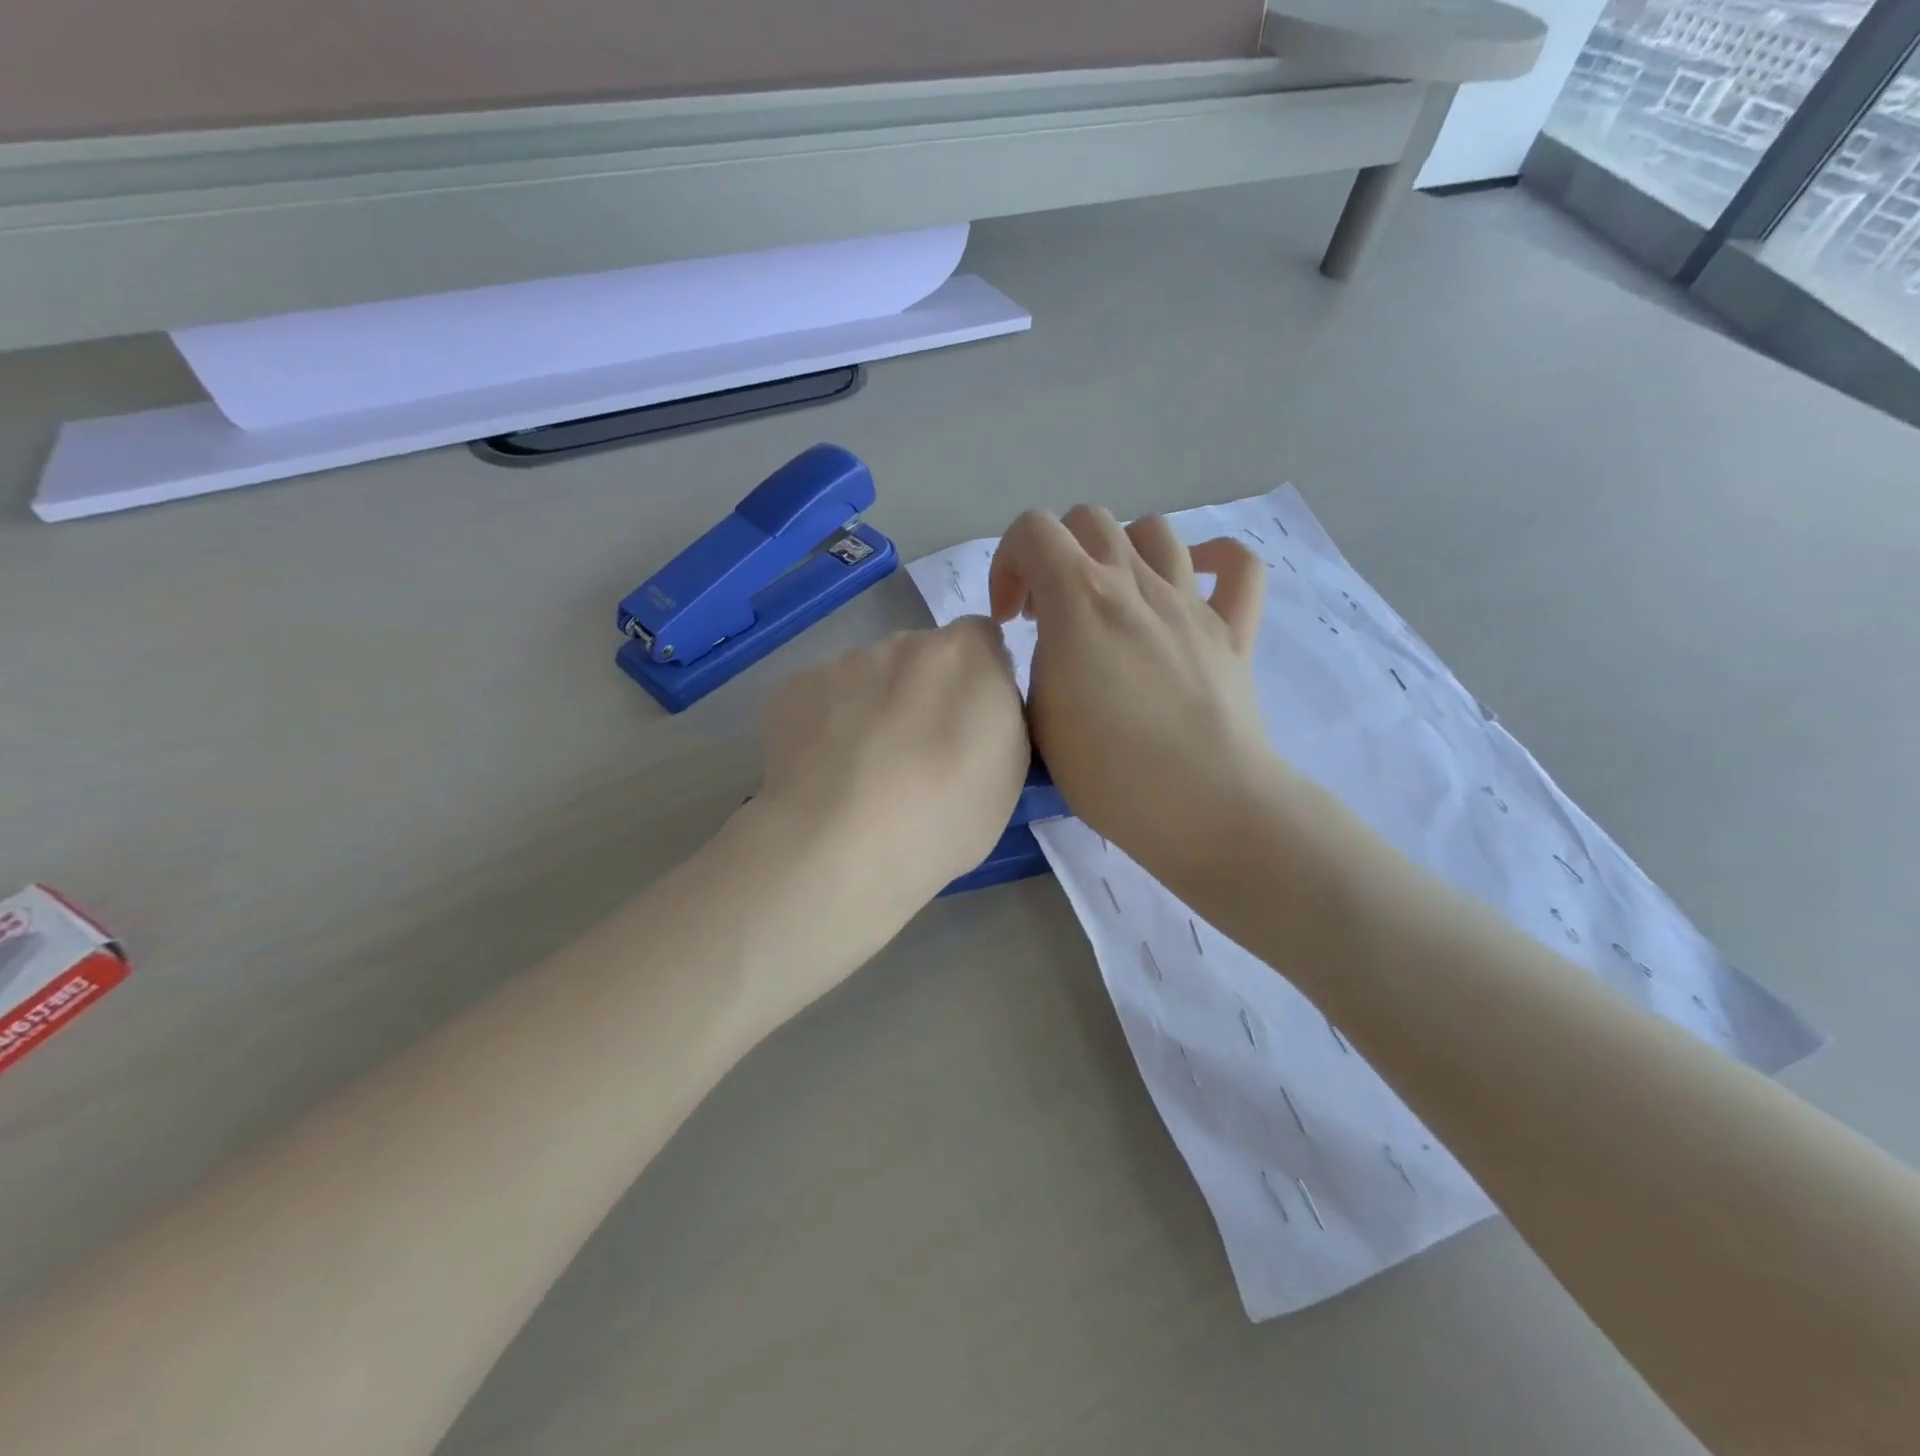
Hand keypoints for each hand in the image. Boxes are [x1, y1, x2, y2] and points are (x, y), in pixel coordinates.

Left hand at [757, 618, 1029, 923]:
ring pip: (869, 675)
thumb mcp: (1010, 771)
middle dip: (925, 690)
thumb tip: (976, 702)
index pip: (981, 638)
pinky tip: (825, 770)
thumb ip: (1000, 715)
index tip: (972, 722)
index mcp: (966, 655)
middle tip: (917, 753)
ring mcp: (844, 662)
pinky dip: (828, 721)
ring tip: (863, 770)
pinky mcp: (794, 687)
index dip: (980, 677)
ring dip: (874, 705)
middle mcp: (904, 642)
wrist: (841, 847)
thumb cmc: (945, 816)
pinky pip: (824, 695)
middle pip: (923, 655)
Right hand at [989, 505, 1279, 890]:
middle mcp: (1135, 583)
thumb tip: (1054, 646)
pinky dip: (1213, 560)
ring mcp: (1190, 602)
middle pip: (1089, 520)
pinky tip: (1193, 581)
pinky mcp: (1233, 630)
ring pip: (1154, 531)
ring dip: (1120, 554)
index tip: (1011, 620)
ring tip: (1112, 603)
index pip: (1032, 529)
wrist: (1201, 805)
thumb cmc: (1107, 772)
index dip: (1007, 563)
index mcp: (1079, 598)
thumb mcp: (1037, 718)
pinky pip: (1237, 567)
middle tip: (1052, 614)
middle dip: (1057, 555)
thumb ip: (1036, 663)